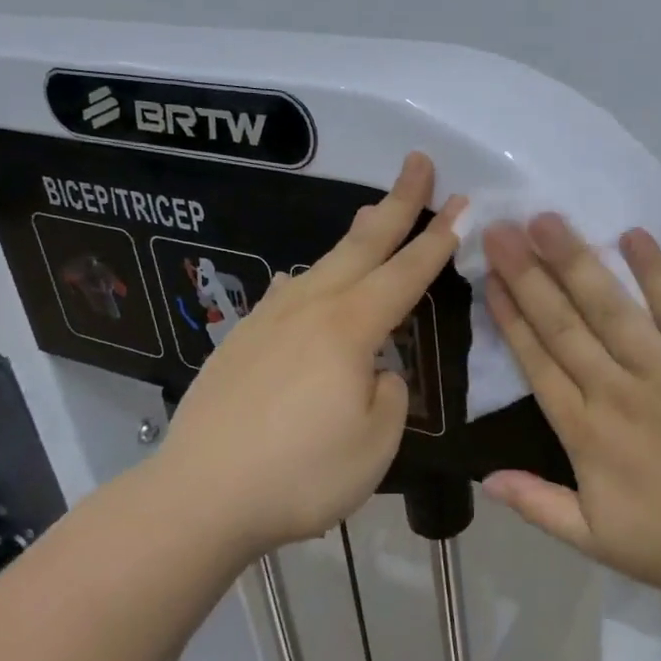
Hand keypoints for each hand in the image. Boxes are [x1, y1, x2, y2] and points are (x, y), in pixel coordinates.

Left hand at [147, 153, 464, 556]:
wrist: (196, 498)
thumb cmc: (300, 475)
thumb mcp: (375, 444)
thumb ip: (389, 395)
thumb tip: (376, 372)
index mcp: (349, 328)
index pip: (406, 273)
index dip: (439, 238)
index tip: (463, 202)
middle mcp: (309, 309)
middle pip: (362, 245)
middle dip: (397, 203)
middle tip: (417, 163)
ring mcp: (268, 321)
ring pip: (322, 264)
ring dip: (355, 236)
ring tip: (373, 214)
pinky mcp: (240, 341)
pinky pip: (289, 293)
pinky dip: (313, 277)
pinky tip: (306, 281)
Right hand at [481, 215, 660, 606]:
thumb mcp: (596, 541)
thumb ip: (538, 505)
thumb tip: (482, 478)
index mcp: (586, 434)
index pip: (539, 363)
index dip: (511, 317)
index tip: (491, 277)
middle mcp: (618, 391)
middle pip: (565, 324)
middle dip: (528, 274)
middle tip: (501, 229)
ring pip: (612, 308)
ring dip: (577, 261)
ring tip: (547, 220)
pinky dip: (657, 272)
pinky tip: (633, 236)